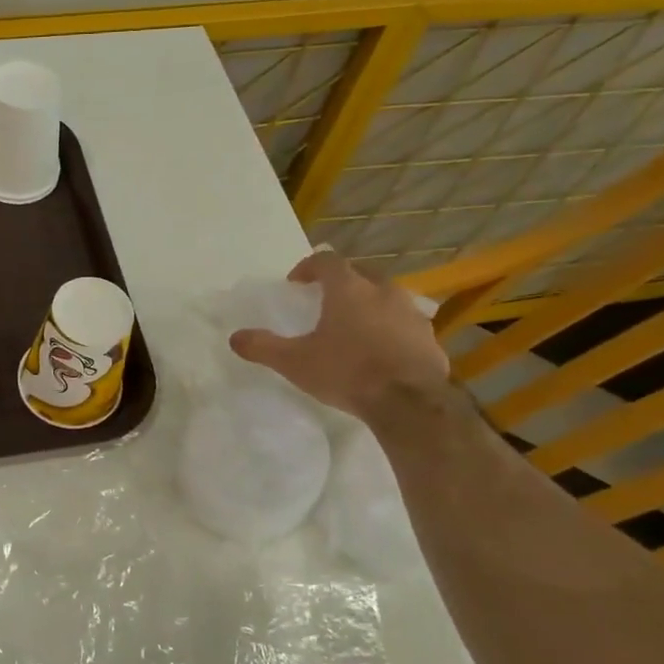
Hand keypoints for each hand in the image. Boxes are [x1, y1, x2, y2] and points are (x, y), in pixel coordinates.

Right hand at [229, 249, 449, 422]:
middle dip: (342, 281)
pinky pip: (405, 323)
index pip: (327, 261)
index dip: (308, 267)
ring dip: (370, 303)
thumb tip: (234, 337)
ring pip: (387, 296)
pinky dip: (390, 327)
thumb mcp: (294, 362)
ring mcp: (411, 313)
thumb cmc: (347, 372)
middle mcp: (383, 291)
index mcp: (348, 289)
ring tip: (355, 325)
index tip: (296, 283)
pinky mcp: (429, 337)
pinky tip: (381, 350)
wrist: (409, 402)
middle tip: (326, 299)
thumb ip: (263, 347)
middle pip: (361, 272)